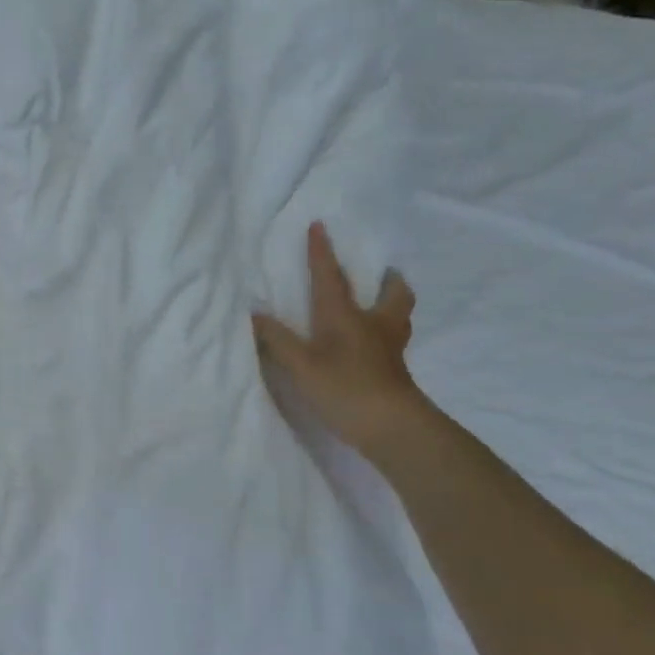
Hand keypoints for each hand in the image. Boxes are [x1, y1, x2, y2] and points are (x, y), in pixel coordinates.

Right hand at [252, 222, 427, 458]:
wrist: (393, 427)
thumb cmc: (345, 388)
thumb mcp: (301, 365)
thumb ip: (276, 339)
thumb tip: (254, 313)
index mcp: (346, 316)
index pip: (331, 278)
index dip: (322, 253)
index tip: (320, 226)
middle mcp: (373, 326)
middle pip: (392, 295)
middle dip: (388, 280)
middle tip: (385, 273)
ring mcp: (390, 350)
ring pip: (400, 318)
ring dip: (394, 306)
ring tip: (384, 306)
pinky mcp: (396, 373)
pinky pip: (394, 343)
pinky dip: (388, 336)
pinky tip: (376, 347)